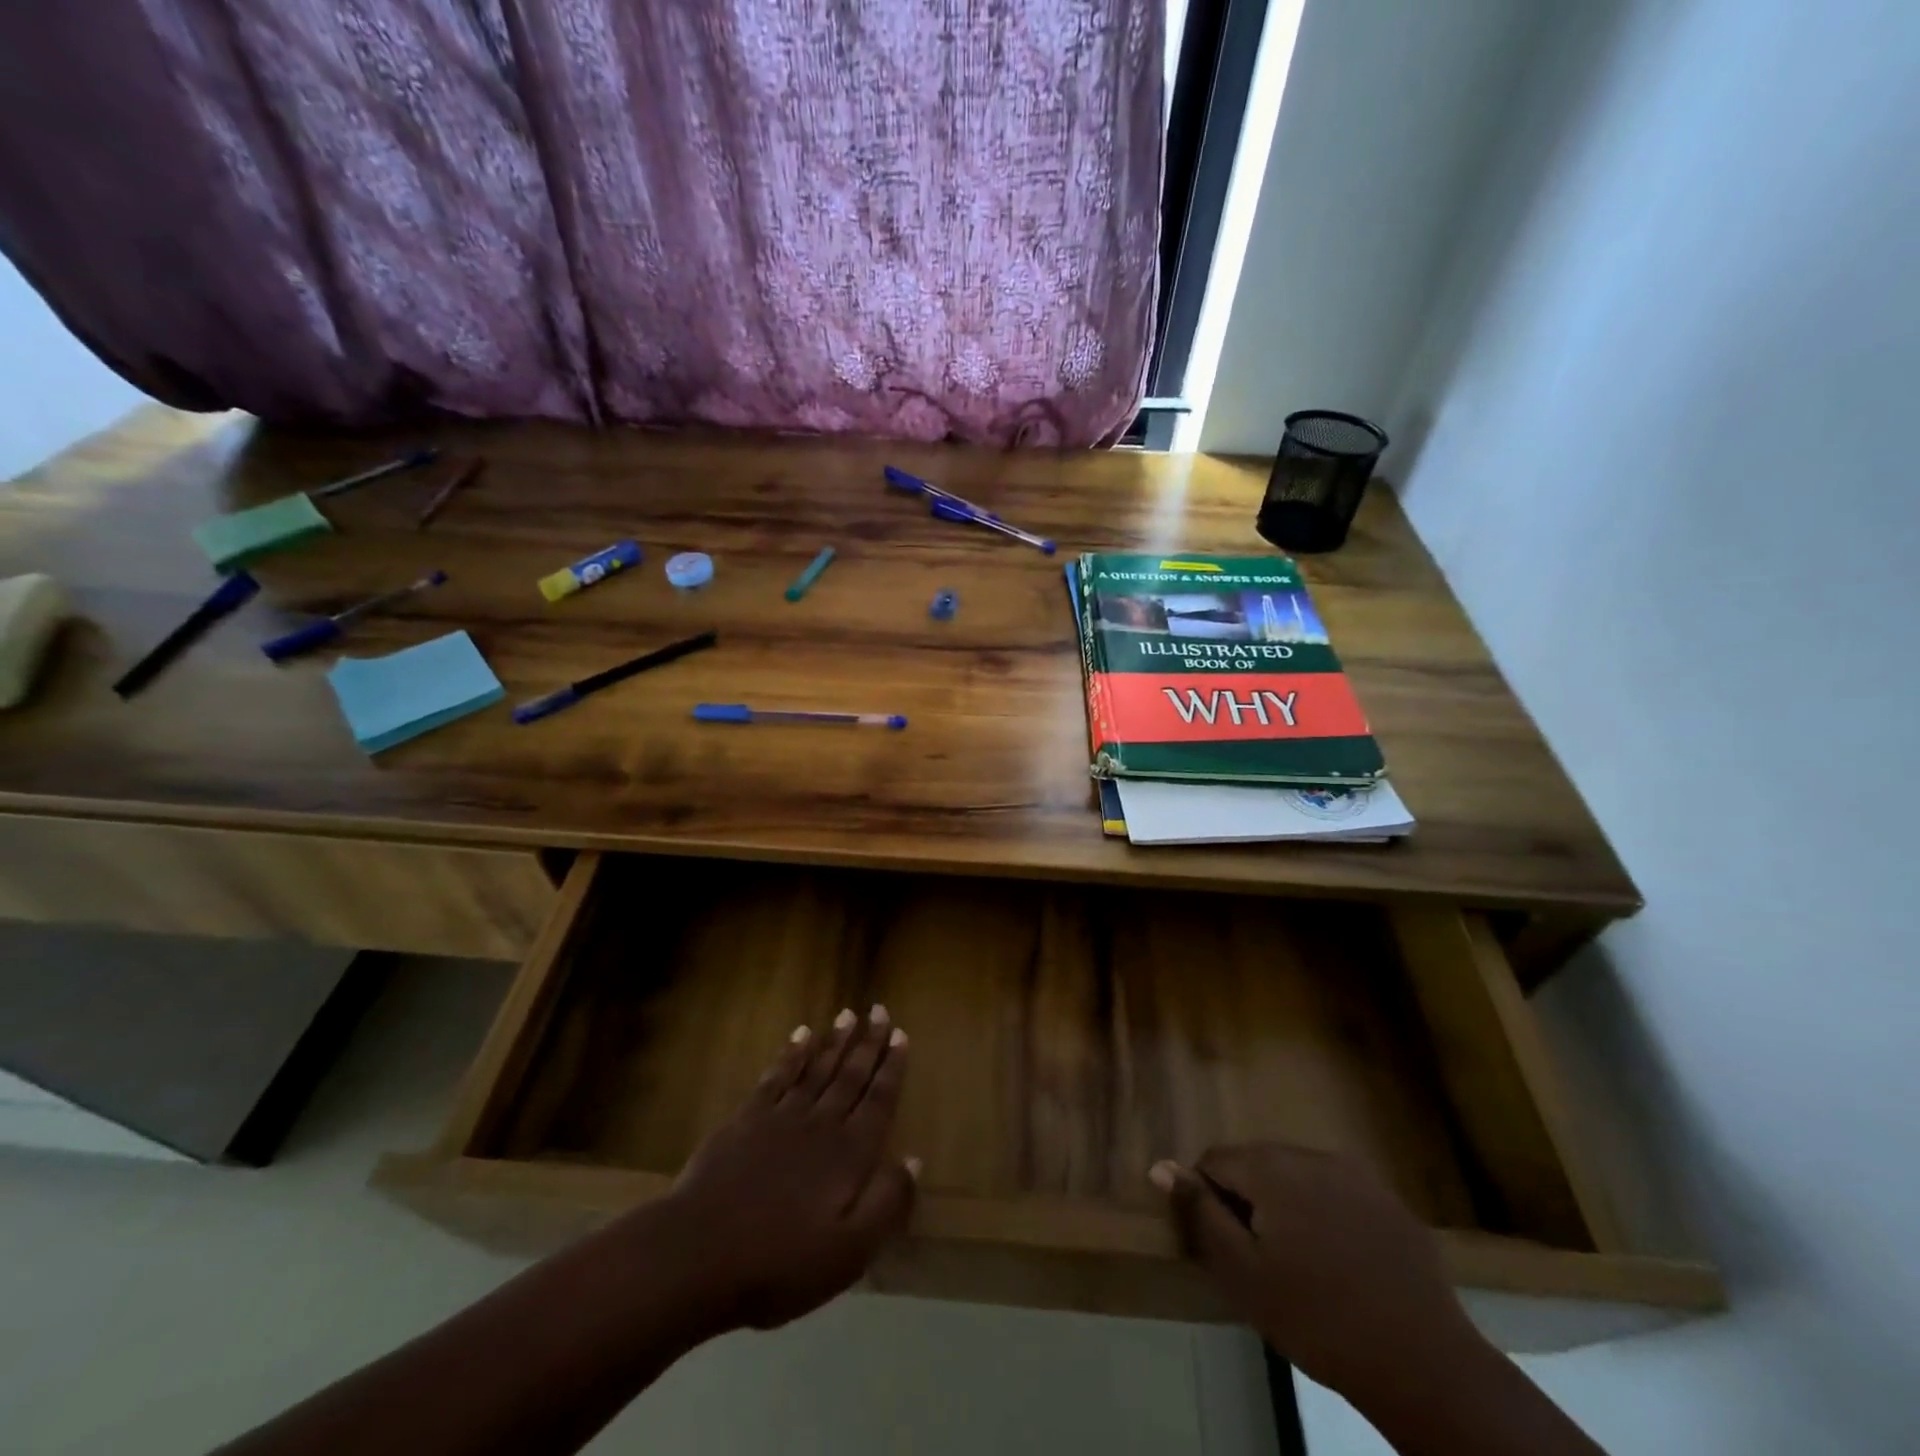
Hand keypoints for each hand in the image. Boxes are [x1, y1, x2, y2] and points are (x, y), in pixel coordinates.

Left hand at [662, 1007, 918, 1331]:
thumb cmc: (780, 1263)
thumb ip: (887, 1204)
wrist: (699, 1254)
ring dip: (835, 1042)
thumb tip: (914, 1160)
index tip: (901, 1035)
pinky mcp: (747, 1119)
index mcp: (849, 1154)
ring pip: (817, 1069)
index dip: (892, 1068)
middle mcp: (821, 1124)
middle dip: (868, 1043)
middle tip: (879, 1010)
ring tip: (848, 1014)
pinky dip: (791, 1054)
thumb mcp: (849, 1252)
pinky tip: (800, 1035)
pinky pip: (777, 1076)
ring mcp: (781, 1117)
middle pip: (850, 1076)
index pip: (879, 1101)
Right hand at [1150, 1143, 1477, 1402]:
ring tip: (1303, 1264)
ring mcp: (1356, 1175)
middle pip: (1258, 1163)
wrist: (1423, 1364)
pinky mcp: (1389, 1201)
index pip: (1216, 1160)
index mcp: (1272, 1167)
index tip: (1228, 1247)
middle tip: (1263, 1260)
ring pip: (1298, 1177)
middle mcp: (1312, 1155)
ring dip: (1288, 1206)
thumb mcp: (1242, 1273)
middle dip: (1250, 1200)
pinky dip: (1327, 1216)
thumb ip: (1200, 1213)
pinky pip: (1338, 1194)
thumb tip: (1161, 1166)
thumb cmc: (1317, 1318)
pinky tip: (1342, 1264)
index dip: (1210, 1200)